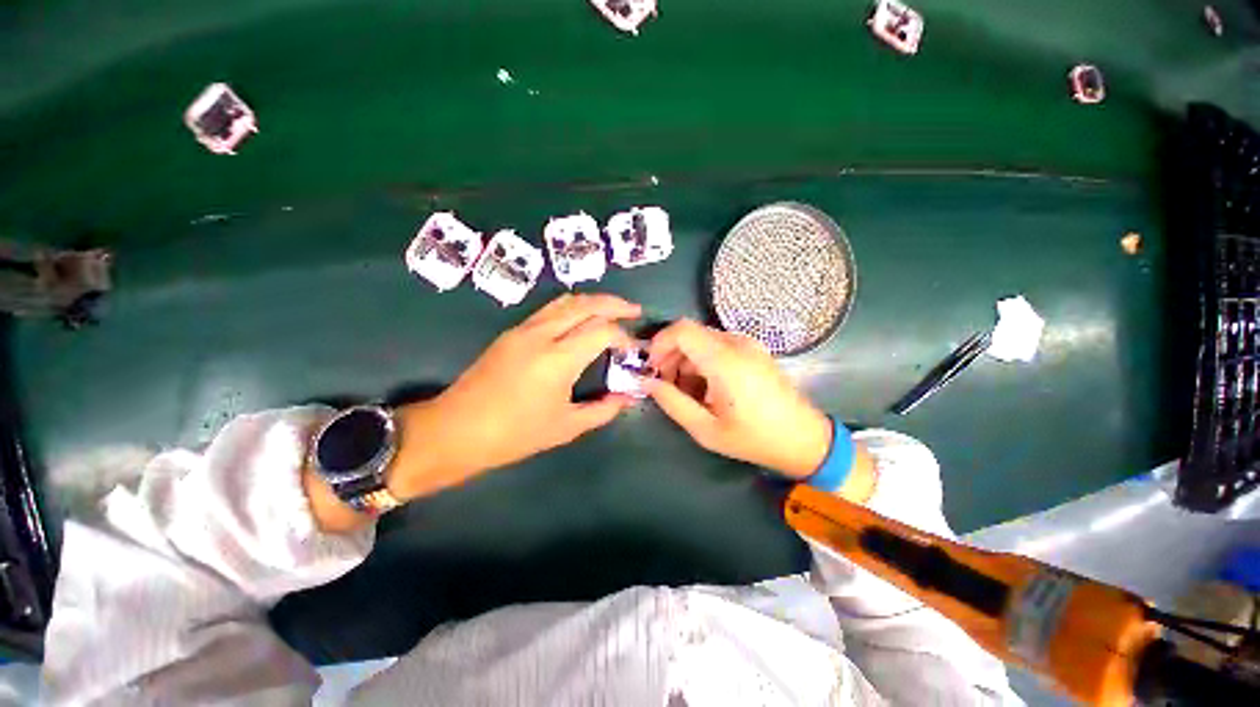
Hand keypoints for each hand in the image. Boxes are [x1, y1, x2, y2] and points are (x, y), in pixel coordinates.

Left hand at [387, 294, 640, 500]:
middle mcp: (542, 334)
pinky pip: (550, 309)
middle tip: (635, 311)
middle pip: (586, 304)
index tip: (633, 350)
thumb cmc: (514, 434)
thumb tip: (627, 398)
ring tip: (612, 310)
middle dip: (615, 304)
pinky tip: (581, 320)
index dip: (623, 336)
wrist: (455, 430)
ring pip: (566, 301)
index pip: (603, 330)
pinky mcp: (512, 332)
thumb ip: (603, 410)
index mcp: (558, 359)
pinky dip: (573, 307)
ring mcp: (524, 329)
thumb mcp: (566, 427)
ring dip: (593, 301)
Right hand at [645, 320, 833, 478]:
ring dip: (685, 360)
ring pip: (702, 339)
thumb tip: (647, 382)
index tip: (652, 368)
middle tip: (664, 384)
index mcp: (725, 360)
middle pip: (689, 334)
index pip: (682, 330)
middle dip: (669, 355)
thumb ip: (672, 403)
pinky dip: (702, 360)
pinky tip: (705, 387)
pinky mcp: (754, 350)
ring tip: (685, 391)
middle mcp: (737, 344)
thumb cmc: (754, 438)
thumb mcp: (706, 430)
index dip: (659, 343)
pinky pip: (717, 346)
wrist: (805, 439)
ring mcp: (748, 344)